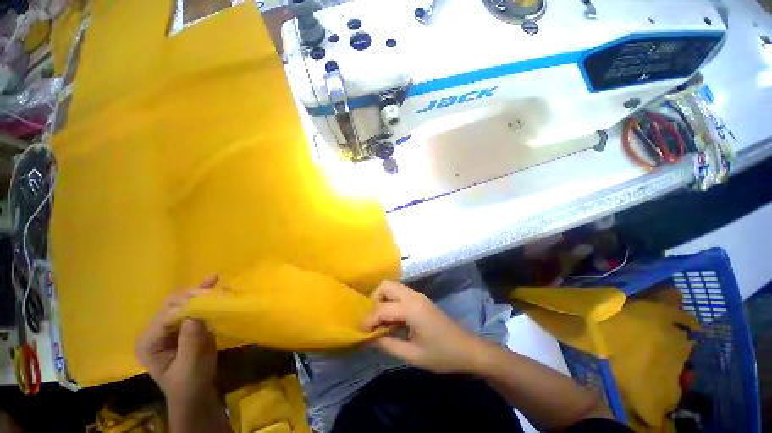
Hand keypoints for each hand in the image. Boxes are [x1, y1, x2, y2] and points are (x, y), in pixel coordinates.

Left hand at [136, 277, 217, 403]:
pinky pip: (192, 306)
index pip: (166, 317)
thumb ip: (190, 341)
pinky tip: (213, 281)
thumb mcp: (190, 365)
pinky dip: (203, 295)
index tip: (209, 300)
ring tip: (215, 280)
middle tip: (214, 292)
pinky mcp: (184, 325)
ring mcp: (170, 326)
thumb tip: (195, 314)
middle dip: (192, 296)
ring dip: (199, 292)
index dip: (186, 307)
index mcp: (149, 342)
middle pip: (171, 305)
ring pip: (182, 301)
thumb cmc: (190, 383)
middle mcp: (155, 330)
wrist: (196, 393)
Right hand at [362, 281, 484, 373]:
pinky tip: (393, 320)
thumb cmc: (442, 355)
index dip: (368, 320)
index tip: (359, 332)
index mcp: (411, 308)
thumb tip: (369, 339)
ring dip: (382, 300)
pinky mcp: (421, 299)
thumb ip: (388, 345)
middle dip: (374, 300)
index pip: (381, 308)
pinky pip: (400, 293)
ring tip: (381, 322)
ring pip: (393, 287)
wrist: (468, 349)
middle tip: (372, 321)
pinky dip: (391, 302)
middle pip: (385, 286)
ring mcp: (418, 296)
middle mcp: (413, 296)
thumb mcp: (413, 355)